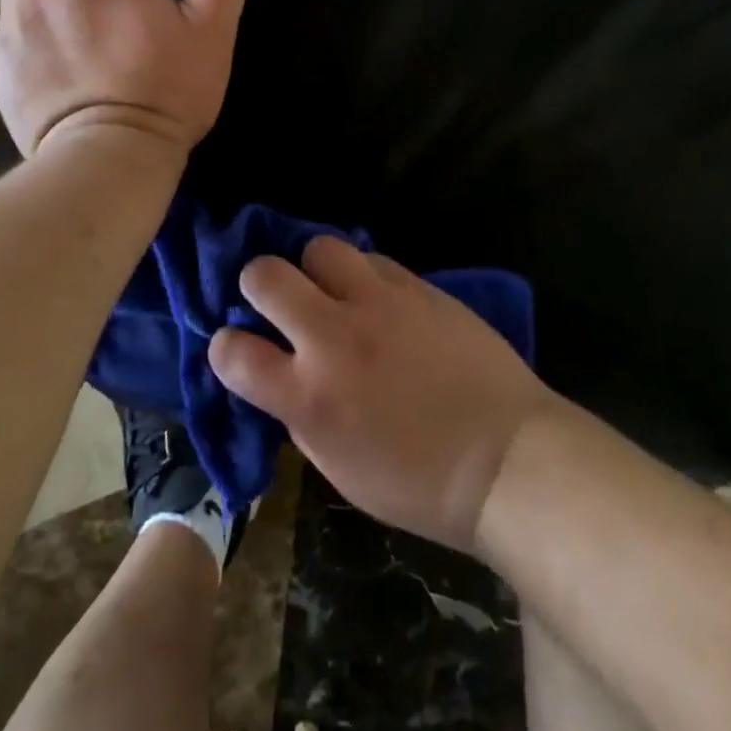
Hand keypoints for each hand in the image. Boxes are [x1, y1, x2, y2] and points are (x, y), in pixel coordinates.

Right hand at [208, 237, 558, 551]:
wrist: (507, 458)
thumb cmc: (420, 484)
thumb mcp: (340, 468)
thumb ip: (301, 414)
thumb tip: (284, 374)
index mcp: (309, 397)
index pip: (232, 352)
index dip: (224, 346)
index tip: (235, 347)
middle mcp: (334, 337)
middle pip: (265, 275)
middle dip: (257, 283)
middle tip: (274, 301)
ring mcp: (378, 302)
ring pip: (319, 247)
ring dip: (313, 268)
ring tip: (330, 289)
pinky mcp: (416, 285)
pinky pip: (372, 258)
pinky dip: (362, 274)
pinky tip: (376, 296)